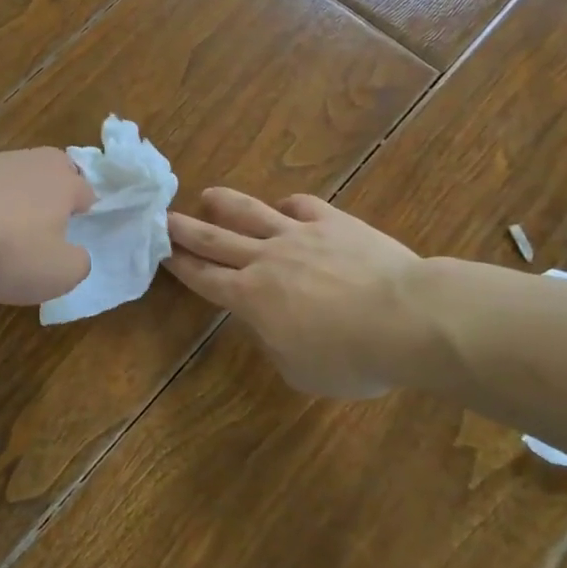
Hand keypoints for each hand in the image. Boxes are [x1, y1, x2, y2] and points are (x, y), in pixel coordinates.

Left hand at [0, 148, 94, 305]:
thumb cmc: (11, 251)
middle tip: (48, 221)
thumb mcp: (60, 273)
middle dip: (54, 190)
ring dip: (15, 196)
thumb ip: (78, 262)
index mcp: (64, 181)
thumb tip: (76, 254)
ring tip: (5, 229)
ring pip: (15, 175)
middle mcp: (31, 162)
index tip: (76, 234)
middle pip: (52, 170)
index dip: (85, 212)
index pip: (86, 190)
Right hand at [166, 189, 438, 399]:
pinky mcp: (332, 221)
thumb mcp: (301, 372)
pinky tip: (285, 206)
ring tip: (208, 195)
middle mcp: (265, 259)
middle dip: (185, 228)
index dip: (179, 265)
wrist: (405, 318)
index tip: (160, 251)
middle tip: (162, 216)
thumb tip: (269, 326)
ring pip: (251, 212)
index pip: (204, 278)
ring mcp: (298, 234)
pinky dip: (288, 205)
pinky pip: (301, 206)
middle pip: (215, 238)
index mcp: (251, 298)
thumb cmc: (352, 358)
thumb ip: (275, 345)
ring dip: (225, 203)